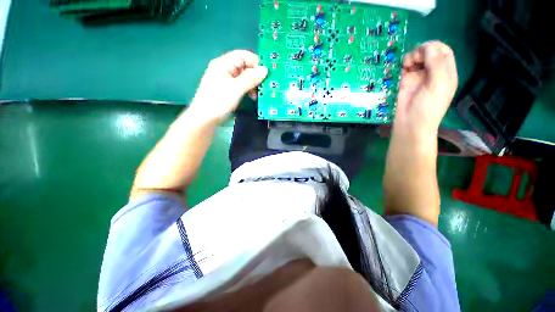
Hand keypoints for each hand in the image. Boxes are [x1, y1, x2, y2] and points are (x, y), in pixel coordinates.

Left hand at [188, 50, 267, 123]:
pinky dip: (248, 89)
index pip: (244, 56)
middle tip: (263, 86)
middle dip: (255, 75)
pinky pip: (241, 84)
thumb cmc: (219, 101)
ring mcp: (226, 79)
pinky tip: (252, 96)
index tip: (266, 74)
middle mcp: (225, 68)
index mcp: (224, 63)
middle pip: (245, 66)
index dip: (256, 63)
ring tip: (258, 94)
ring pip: (244, 76)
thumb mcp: (236, 88)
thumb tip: (265, 70)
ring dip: (253, 84)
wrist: (206, 118)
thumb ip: (251, 78)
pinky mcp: (228, 89)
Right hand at [395, 41, 457, 136]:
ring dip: (410, 58)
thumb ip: (436, 64)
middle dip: (420, 52)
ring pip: (415, 58)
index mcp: (445, 73)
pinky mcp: (404, 82)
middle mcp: (432, 72)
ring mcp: (417, 77)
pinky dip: (401, 66)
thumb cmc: (428, 107)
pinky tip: (400, 70)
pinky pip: (403, 69)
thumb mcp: (437, 85)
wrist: (410, 124)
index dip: (434, 47)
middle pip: (428, 52)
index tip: (423, 51)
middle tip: (413, 61)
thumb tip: (427, 47)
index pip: (443, 51)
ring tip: (406, 66)